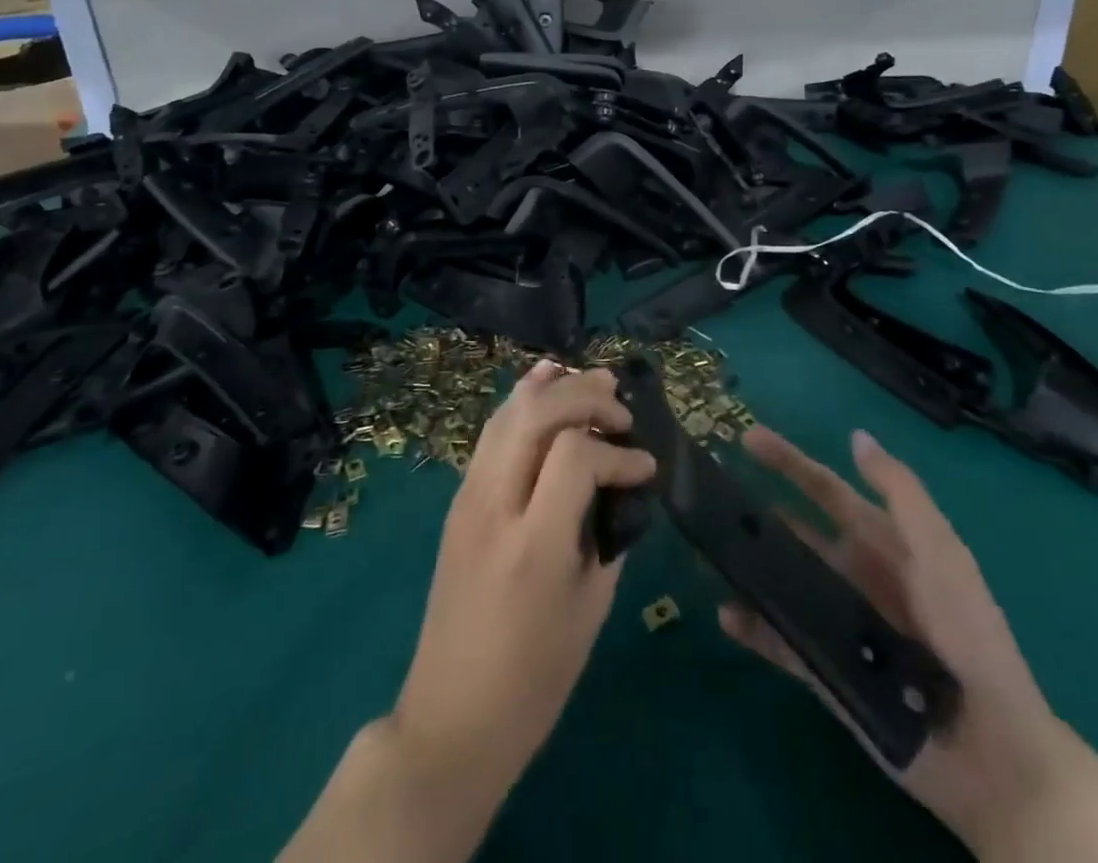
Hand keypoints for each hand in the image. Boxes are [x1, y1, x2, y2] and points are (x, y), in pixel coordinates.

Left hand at [388, 361, 656, 796]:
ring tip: (591, 380)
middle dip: (584, 397)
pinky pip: (491, 434)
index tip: (645, 466)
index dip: (617, 452)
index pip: (575, 455)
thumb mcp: (590, 607)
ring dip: (552, 389)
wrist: (452, 717)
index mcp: (533, 545)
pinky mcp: (457, 501)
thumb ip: (607, 533)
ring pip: (508, 414)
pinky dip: (522, 403)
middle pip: (536, 415)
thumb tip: (620, 483)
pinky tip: (543, 387)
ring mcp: (467, 498)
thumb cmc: (535, 677)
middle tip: (621, 408)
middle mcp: (494, 506)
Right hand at [719, 426, 1079, 855]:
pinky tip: (726, 615)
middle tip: (708, 493)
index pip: (824, 488)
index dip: (789, 460)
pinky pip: (779, 640)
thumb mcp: (940, 552)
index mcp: (879, 541)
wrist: (994, 751)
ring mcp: (835, 621)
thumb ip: (899, 493)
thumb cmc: (969, 635)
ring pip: (779, 581)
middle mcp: (851, 573)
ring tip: (705, 551)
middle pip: (792, 530)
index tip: (746, 439)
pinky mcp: (825, 669)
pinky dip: (752, 627)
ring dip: (745, 565)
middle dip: (754, 510)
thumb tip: (856, 436)